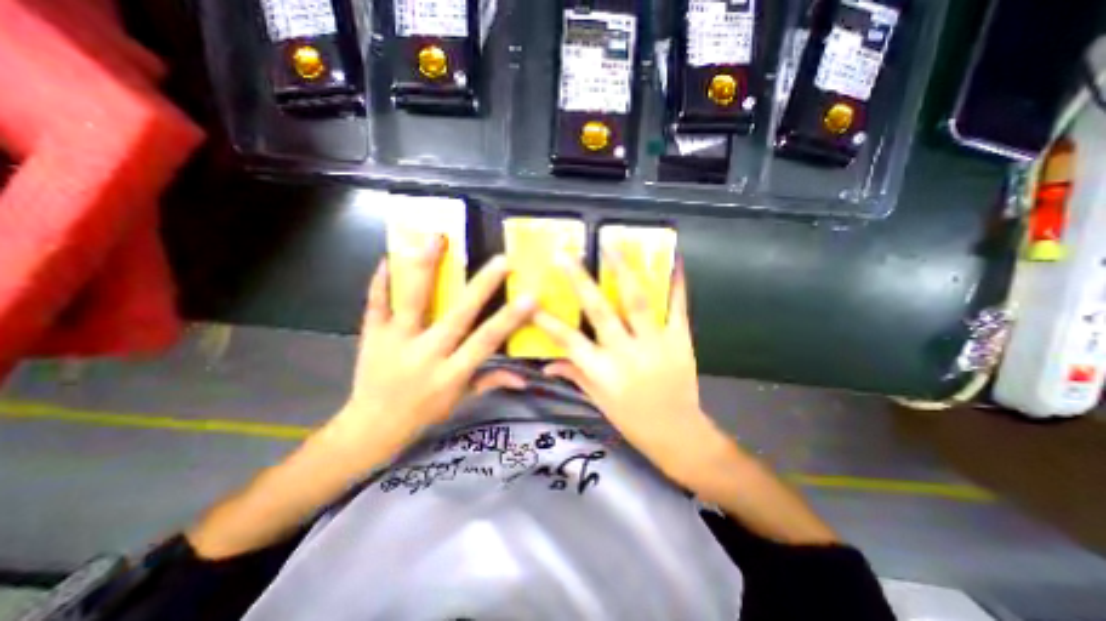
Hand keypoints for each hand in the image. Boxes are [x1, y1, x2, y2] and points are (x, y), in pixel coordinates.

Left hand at [325, 236, 535, 468]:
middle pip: (457, 315)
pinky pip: (375, 304)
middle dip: (481, 286)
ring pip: (413, 300)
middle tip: (500, 260)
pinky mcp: (372, 335)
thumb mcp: (461, 400)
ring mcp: (396, 341)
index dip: (509, 319)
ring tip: (436, 239)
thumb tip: (524, 379)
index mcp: (451, 373)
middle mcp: (426, 354)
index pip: (486, 341)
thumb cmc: (424, 412)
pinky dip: (381, 281)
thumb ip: (491, 382)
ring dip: (425, 268)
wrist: (371, 426)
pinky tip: (387, 257)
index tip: (529, 297)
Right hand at [534, 251, 727, 483]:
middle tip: (566, 255)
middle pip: (599, 311)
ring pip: (636, 301)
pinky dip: (675, 283)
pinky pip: (677, 307)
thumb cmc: (633, 421)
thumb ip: (575, 376)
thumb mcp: (598, 401)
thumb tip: (548, 364)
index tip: (530, 301)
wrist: (678, 435)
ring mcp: (654, 343)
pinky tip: (673, 260)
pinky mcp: (679, 340)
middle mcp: (624, 352)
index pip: (567, 340)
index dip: (547, 321)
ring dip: (623, 270)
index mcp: (601, 371)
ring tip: (612, 244)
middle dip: (580, 281)